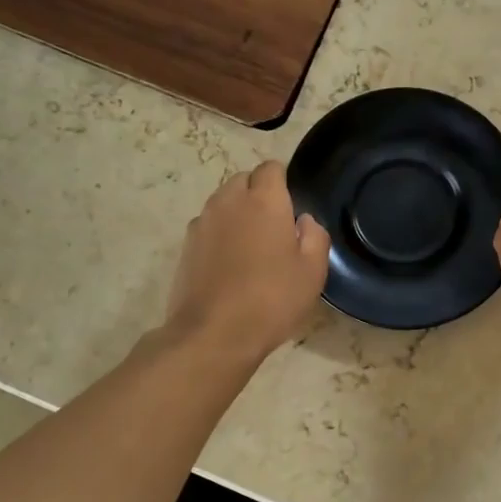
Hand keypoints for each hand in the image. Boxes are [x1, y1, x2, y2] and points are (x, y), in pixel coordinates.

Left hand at [164, 161, 330, 362]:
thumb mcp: (312, 272)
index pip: (271, 168)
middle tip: (274, 228)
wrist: (213, 334)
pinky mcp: (185, 246)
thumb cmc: (272, 299)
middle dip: (258, 194)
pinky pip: (208, 227)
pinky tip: (229, 265)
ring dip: (237, 214)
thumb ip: (315, 236)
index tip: (292, 206)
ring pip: (223, 203)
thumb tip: (303, 221)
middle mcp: (229, 201)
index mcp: (264, 200)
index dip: (283, 182)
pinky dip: (219, 235)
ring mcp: (202, 222)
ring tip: (251, 247)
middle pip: (243, 181)